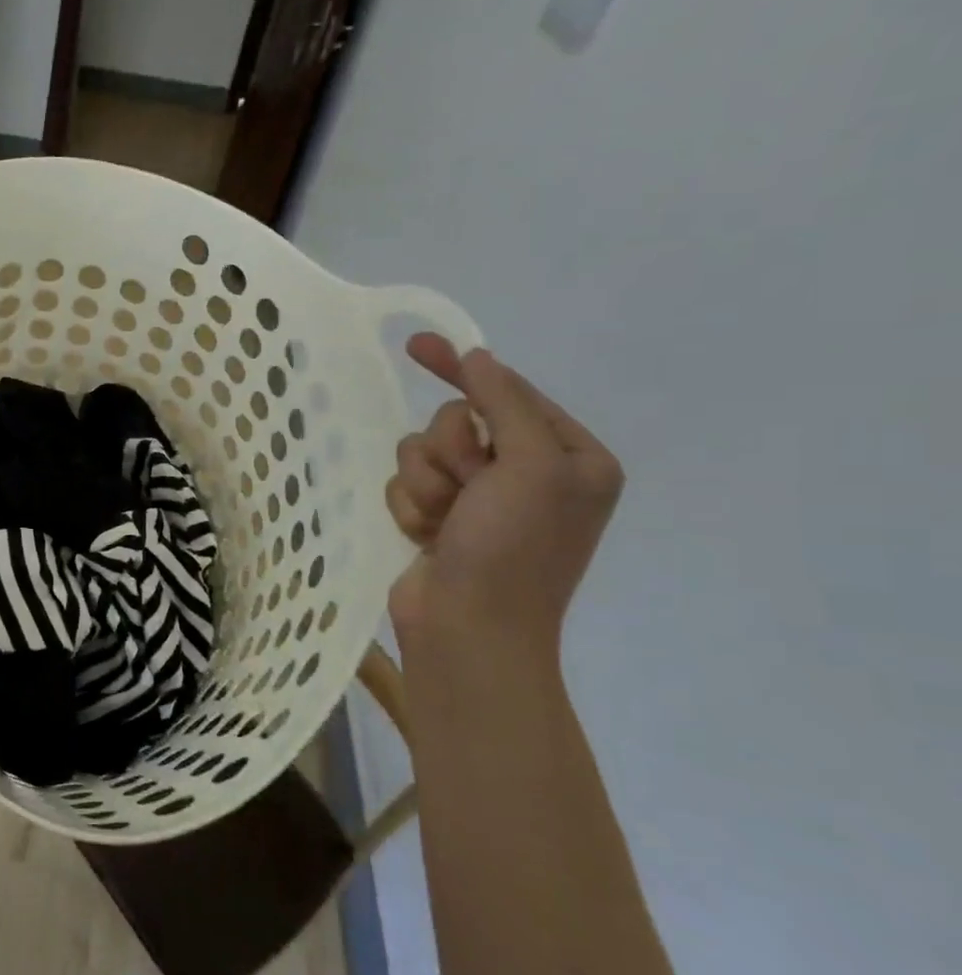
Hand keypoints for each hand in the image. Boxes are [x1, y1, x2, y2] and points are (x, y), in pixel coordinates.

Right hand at [386, 334, 623, 662]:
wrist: (468, 629)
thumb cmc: (513, 549)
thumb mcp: (530, 465)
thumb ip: (504, 402)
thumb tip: (478, 358)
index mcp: (569, 457)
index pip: (508, 392)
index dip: (462, 370)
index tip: (417, 345)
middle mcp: (527, 474)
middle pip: (455, 423)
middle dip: (449, 454)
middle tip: (467, 489)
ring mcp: (480, 500)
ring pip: (421, 454)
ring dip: (425, 485)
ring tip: (445, 523)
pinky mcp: (441, 520)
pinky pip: (406, 486)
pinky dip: (411, 510)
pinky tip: (428, 538)